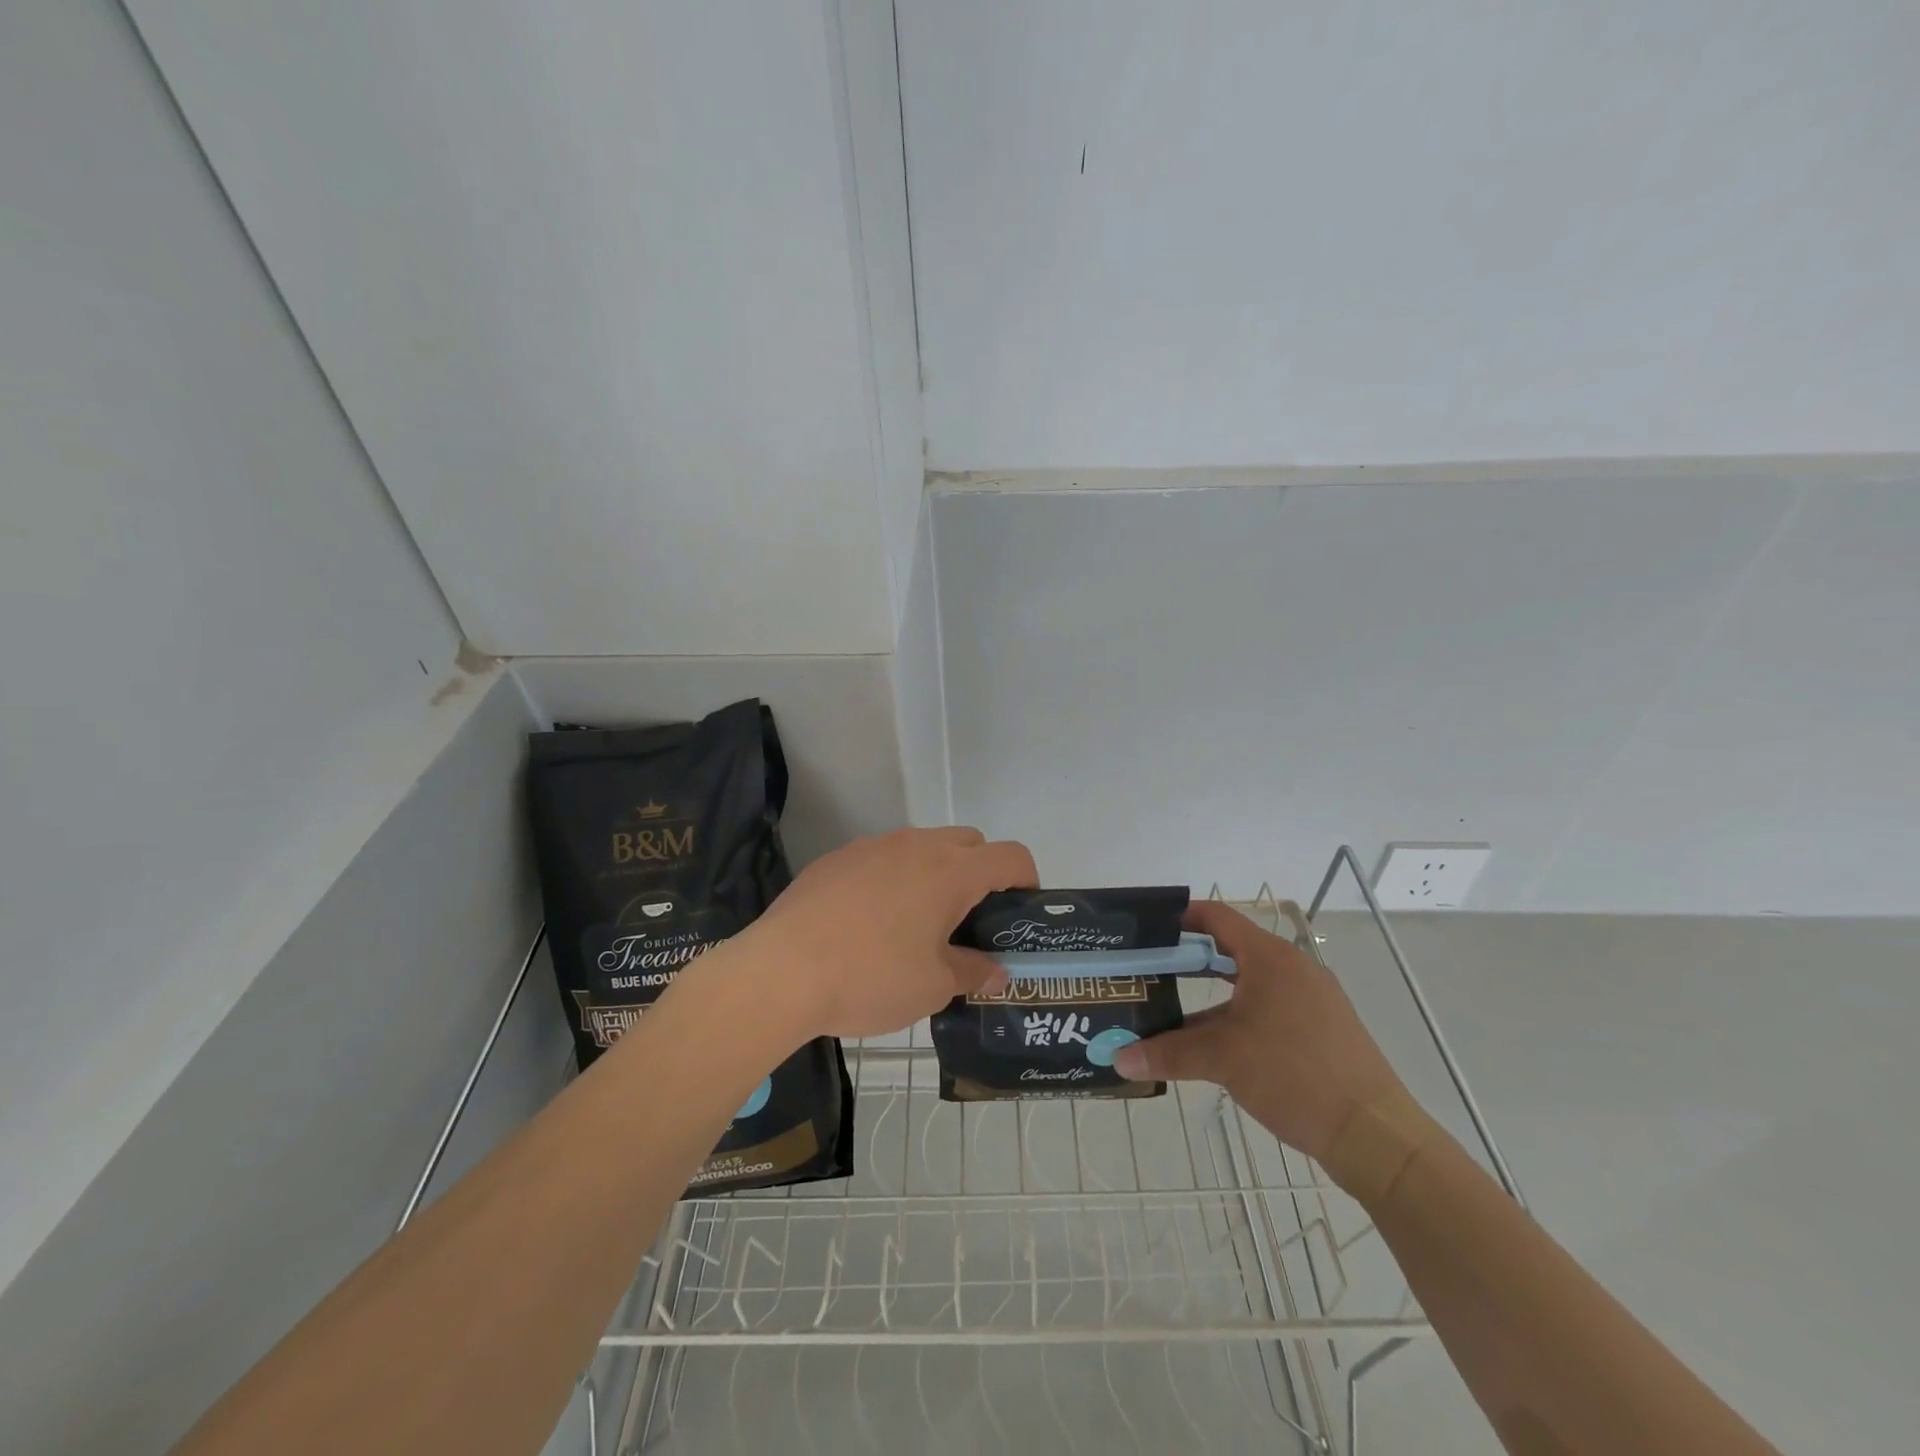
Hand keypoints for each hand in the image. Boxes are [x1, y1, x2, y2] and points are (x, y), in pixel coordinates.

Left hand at [733, 827, 1037, 1041]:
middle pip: (969, 842)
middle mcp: (916, 845)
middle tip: (969, 921)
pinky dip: (893, 878)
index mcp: (950, 870)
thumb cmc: (870, 977)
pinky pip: (881, 858)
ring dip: (935, 873)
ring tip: (918, 923)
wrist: (780, 971)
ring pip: (922, 846)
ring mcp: (872, 846)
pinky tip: (870, 922)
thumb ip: (973, 972)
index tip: (1020, 913)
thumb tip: (996, 972)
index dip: (1027, 881)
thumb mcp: (933, 986)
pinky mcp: (837, 858)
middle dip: (981, 873)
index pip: (1011, 856)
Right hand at [1113, 901, 1413, 1167]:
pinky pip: (1270, 1010)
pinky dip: (1238, 1018)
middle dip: (1189, 962)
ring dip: (1211, 997)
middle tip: (1150, 972)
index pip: (1217, 917)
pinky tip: (1216, 1047)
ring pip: (1249, 986)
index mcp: (1270, 958)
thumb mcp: (1223, 1059)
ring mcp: (1312, 1001)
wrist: (1376, 1134)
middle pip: (1231, 951)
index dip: (1181, 917)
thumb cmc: (1294, 1074)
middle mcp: (1293, 969)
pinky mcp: (1323, 1031)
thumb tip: (1118, 1059)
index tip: (1148, 929)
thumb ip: (1168, 1053)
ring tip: (1172, 1013)